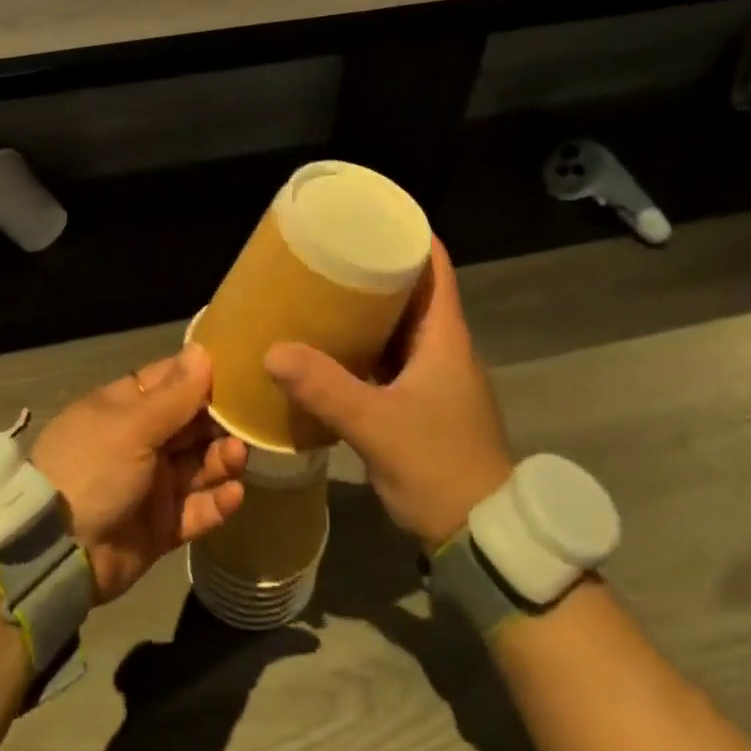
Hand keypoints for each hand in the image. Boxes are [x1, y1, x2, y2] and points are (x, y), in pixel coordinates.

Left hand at [31, 344, 247, 602]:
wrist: (56, 553)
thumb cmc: (92, 470)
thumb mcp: (131, 426)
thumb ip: (174, 395)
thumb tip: (203, 350)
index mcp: (124, 409)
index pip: (170, 382)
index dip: (203, 377)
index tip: (240, 373)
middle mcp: (140, 442)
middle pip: (191, 424)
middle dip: (219, 423)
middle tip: (246, 424)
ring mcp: (151, 485)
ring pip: (199, 466)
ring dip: (221, 460)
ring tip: (236, 458)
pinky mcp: (162, 525)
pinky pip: (197, 510)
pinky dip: (216, 503)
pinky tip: (234, 494)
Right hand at [265, 239, 511, 551]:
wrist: (478, 535)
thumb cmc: (438, 466)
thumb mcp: (377, 424)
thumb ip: (325, 388)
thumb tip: (272, 349)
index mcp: (446, 338)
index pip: (435, 267)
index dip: (407, 235)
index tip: (367, 215)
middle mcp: (443, 349)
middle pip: (412, 293)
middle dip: (374, 270)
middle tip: (327, 253)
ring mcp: (434, 379)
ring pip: (399, 328)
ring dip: (366, 311)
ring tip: (320, 293)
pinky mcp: (421, 404)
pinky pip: (389, 360)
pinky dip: (363, 348)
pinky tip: (328, 350)